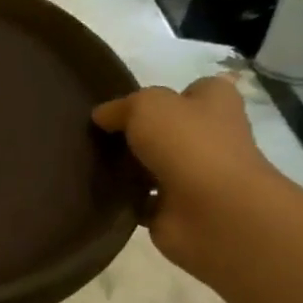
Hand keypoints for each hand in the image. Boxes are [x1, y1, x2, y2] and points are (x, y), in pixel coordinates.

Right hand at [93, 76, 285, 274]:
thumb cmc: (188, 144)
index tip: (127, 103)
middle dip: (136, 132)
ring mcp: (194, 176)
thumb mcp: (146, 105)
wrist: (212, 212)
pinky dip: (123, 198)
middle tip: (95, 133)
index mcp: (214, 104)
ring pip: (152, 165)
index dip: (164, 94)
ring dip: (126, 167)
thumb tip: (102, 117)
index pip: (193, 90)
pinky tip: (98, 190)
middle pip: (167, 129)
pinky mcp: (176, 209)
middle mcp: (209, 138)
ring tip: (88, 160)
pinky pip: (141, 199)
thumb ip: (120, 107)